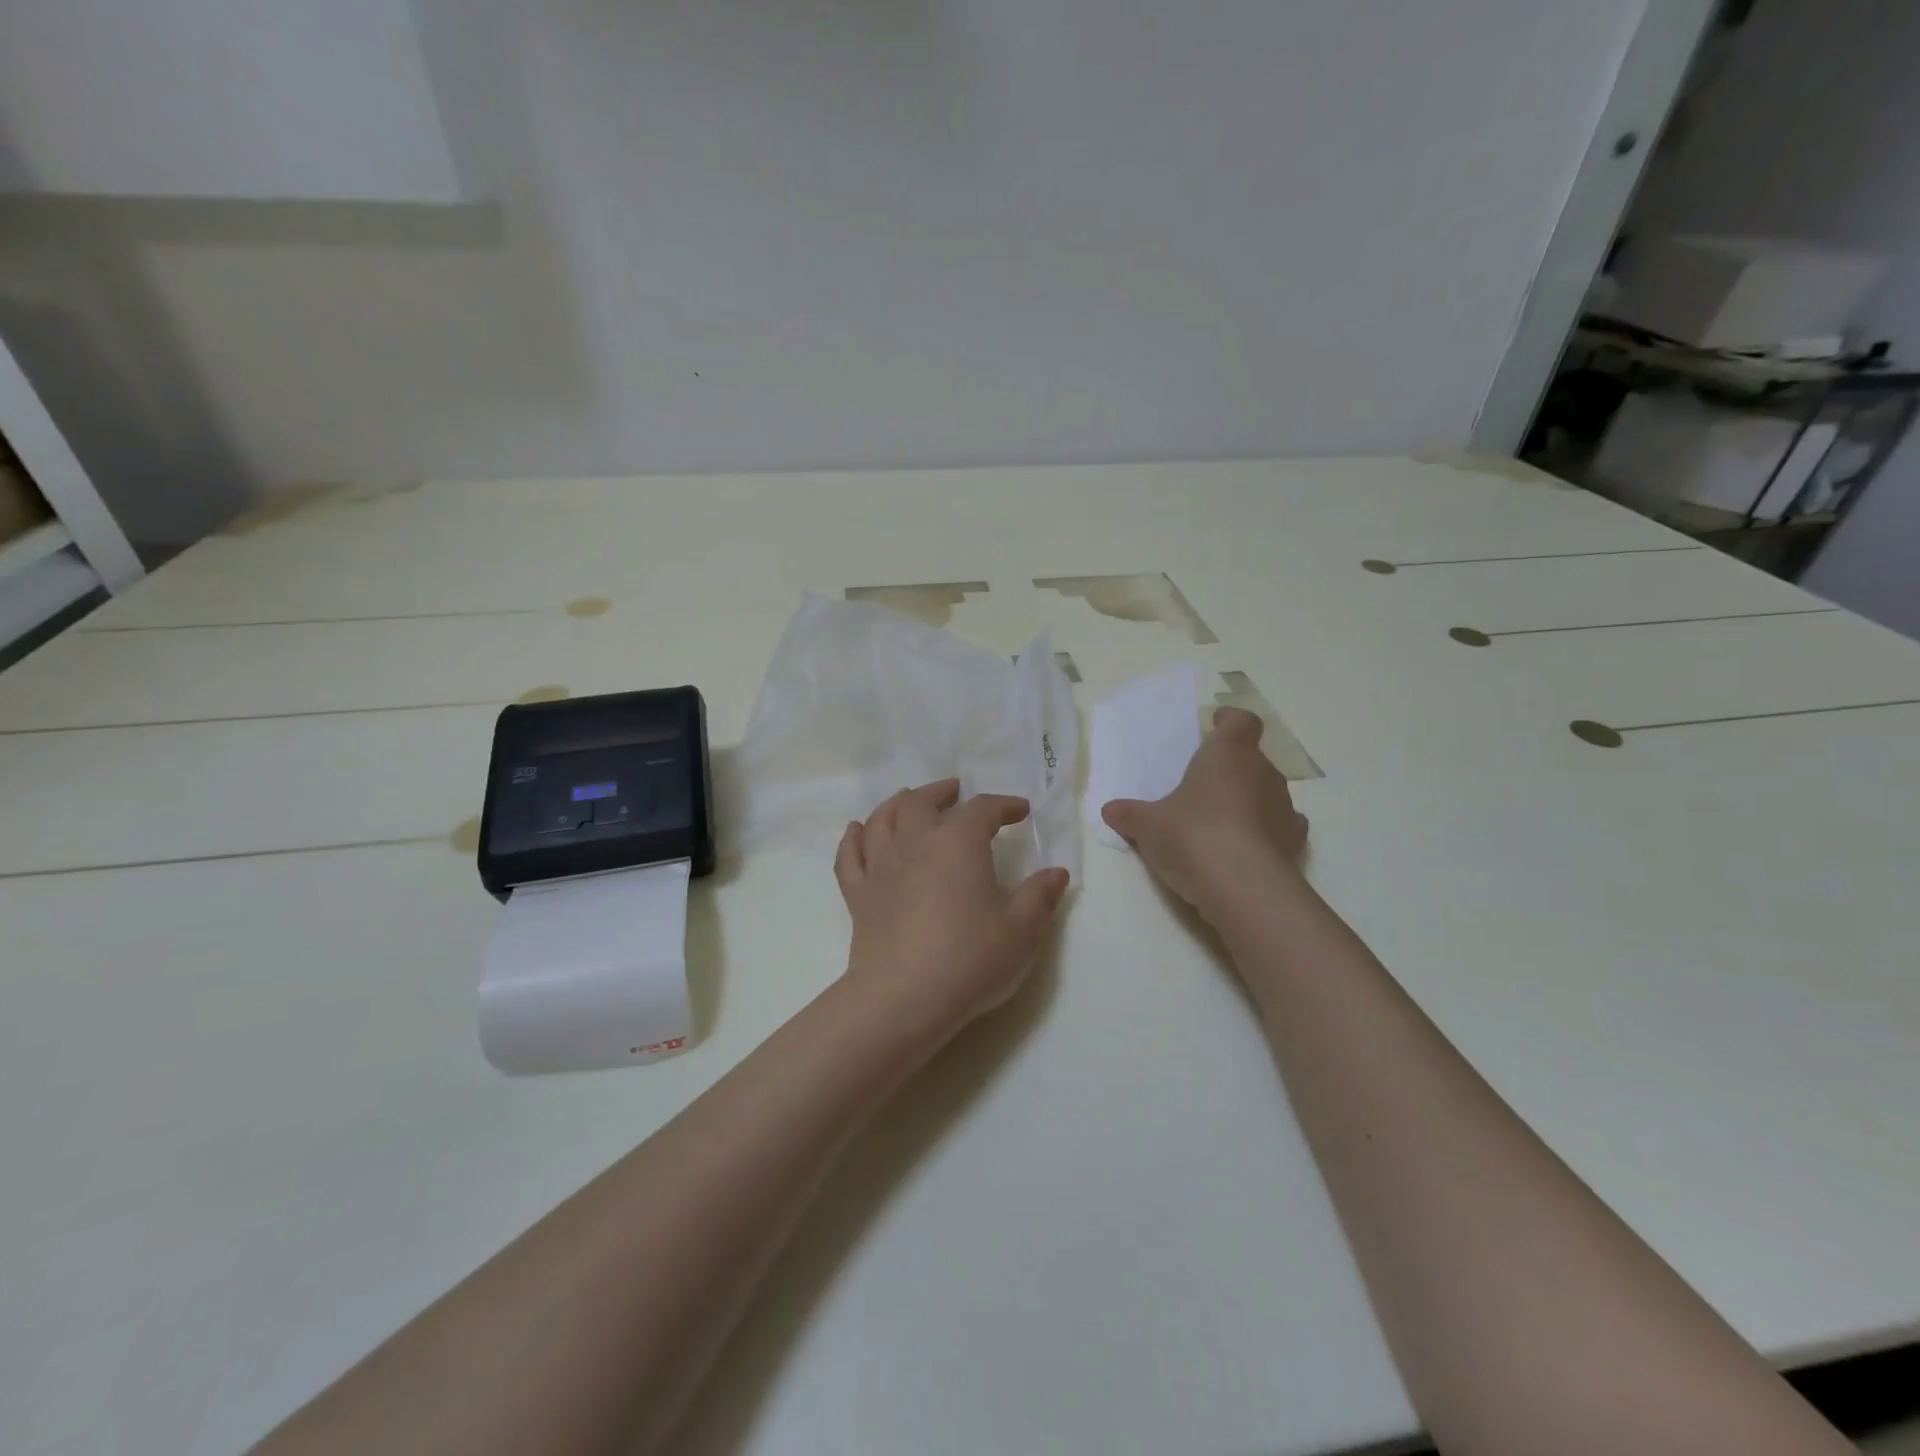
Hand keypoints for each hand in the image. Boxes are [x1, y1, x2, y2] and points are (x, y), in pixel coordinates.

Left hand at [835, 780, 1071, 1041]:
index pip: (982, 810)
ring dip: (898, 804)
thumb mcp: (1022, 931)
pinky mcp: (858, 895)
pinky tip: (857, 830)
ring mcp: (880, 867)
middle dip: (942, 793)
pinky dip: (853, 838)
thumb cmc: (969, 960)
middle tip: (956, 792)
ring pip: (882, 819)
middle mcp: (915, 842)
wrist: (903, 998)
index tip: (1020, 812)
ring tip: (909, 800)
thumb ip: (1040, 897)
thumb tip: (1056, 872)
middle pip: (922, 802)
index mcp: (958, 843)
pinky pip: (851, 856)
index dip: (1004, 805)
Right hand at [1100, 706, 1308, 921]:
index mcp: (1228, 754)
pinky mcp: (1294, 842)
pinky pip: (1280, 826)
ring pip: (1267, 792)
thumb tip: (1110, 810)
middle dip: (1232, 768)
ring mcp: (1284, 807)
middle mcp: (1262, 772)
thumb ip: (1131, 815)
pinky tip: (1246, 846)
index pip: (1241, 721)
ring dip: (1249, 800)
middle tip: (1205, 784)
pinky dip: (1266, 831)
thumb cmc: (1191, 836)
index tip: (1215, 725)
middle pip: (1253, 758)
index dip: (1229, 721)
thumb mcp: (1148, 826)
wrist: (1243, 887)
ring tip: (1222, 820)